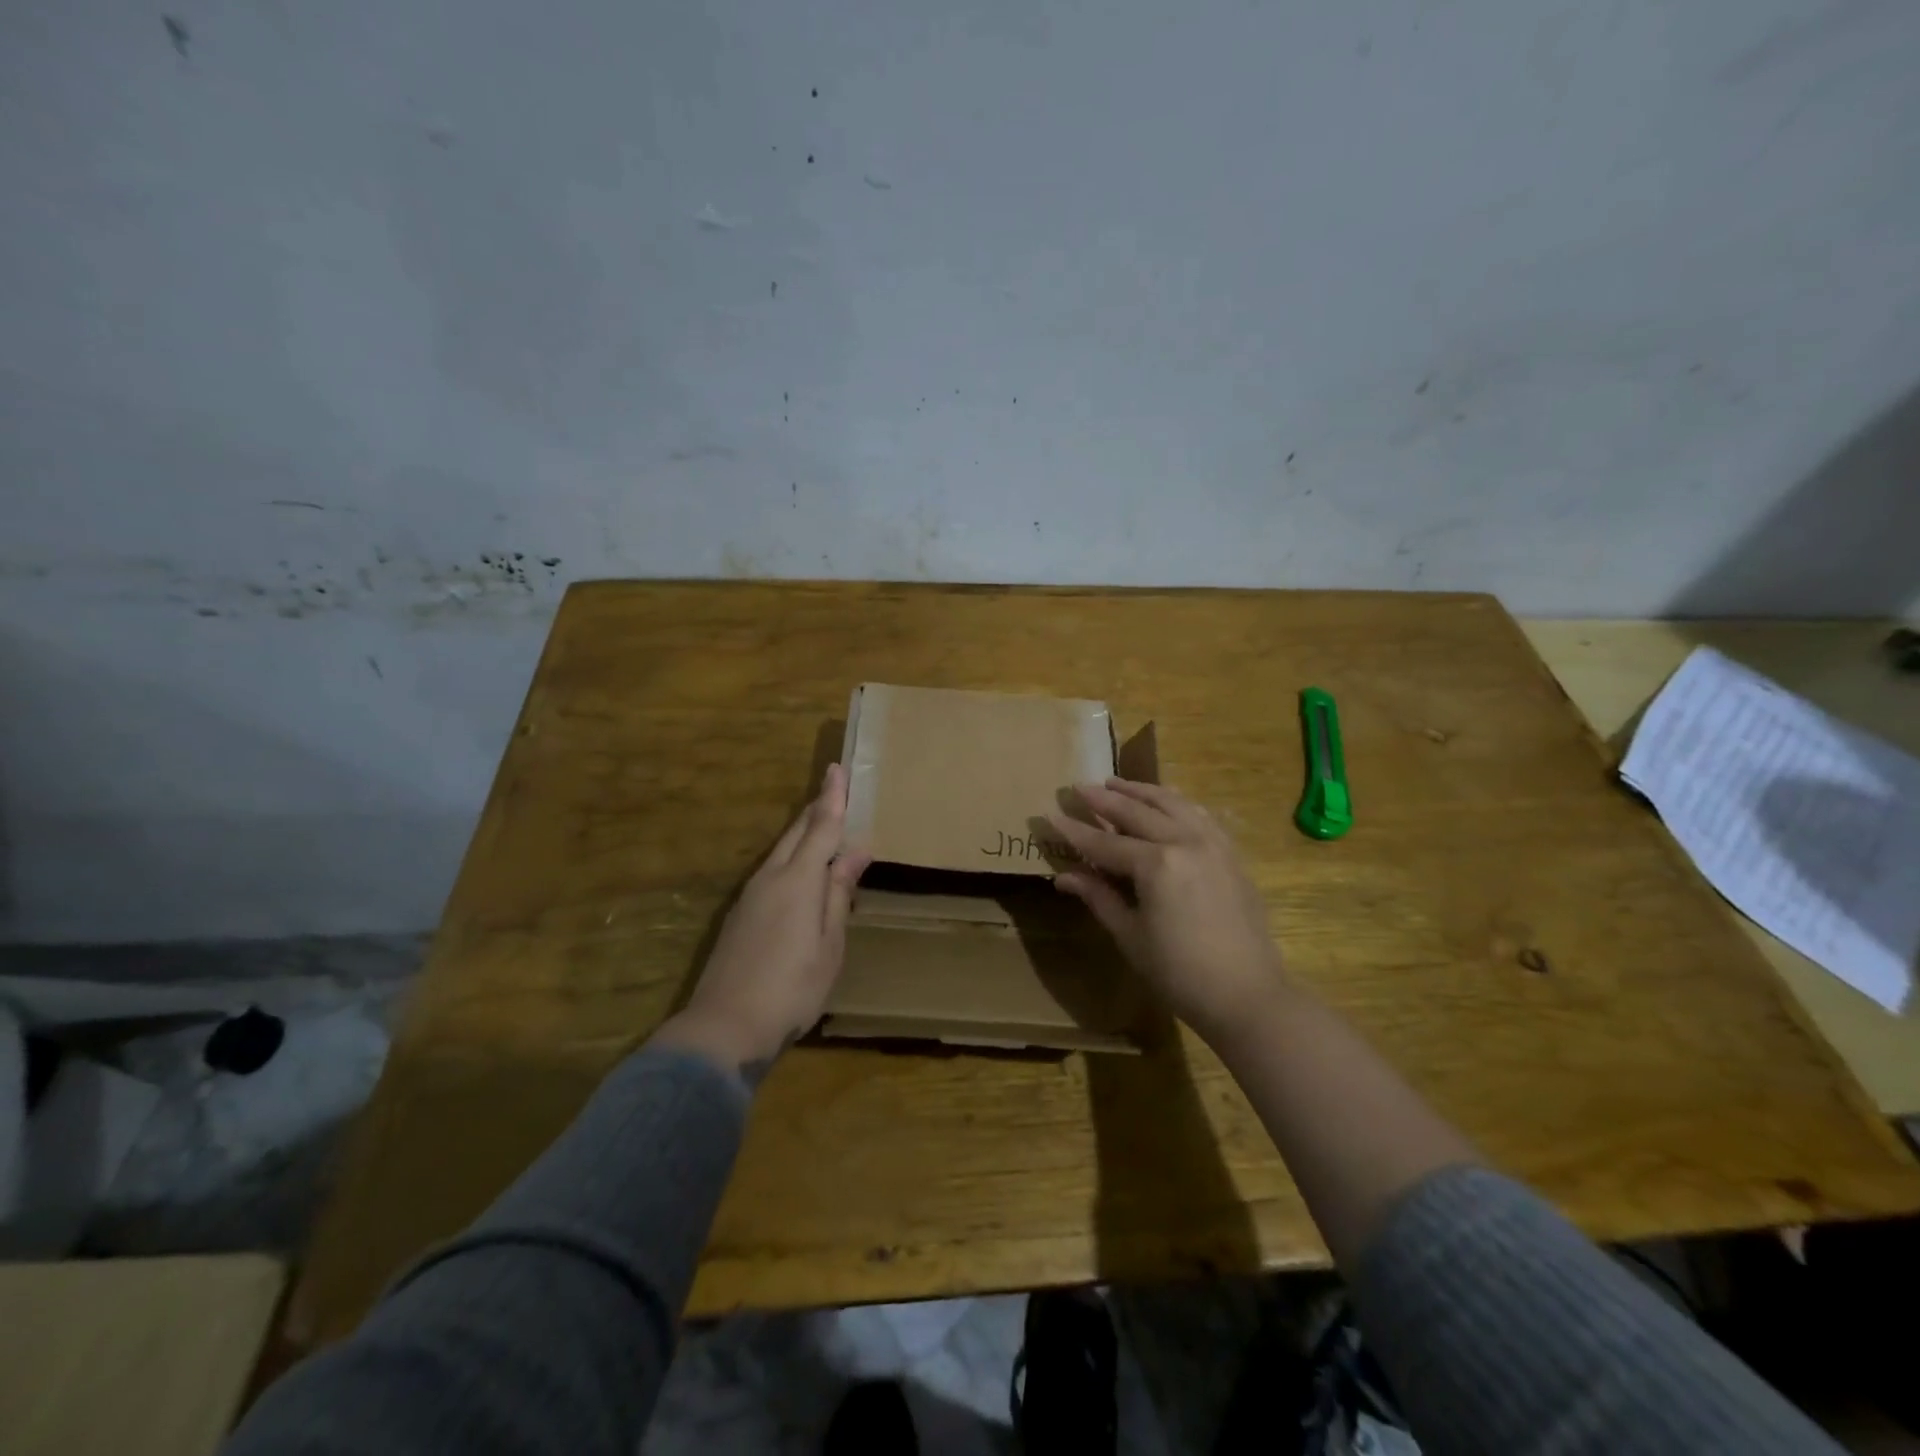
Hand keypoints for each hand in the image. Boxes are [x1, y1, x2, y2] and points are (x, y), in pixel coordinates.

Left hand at [656, 763, 871, 1080]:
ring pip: (781, 851)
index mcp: (798, 880)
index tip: (837, 768)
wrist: (724, 1026)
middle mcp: (770, 878)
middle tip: (833, 788)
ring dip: (803, 833)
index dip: (832, 798)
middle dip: (816, 809)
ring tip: (822, 824)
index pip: (821, 828)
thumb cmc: (792, 987)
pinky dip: (790, 857)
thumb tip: (854, 851)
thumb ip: (838, 893)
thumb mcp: (829, 943)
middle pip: (796, 833)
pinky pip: (771, 870)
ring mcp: (750, 896)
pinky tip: (799, 871)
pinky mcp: (739, 914)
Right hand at [1048, 779, 1287, 1044]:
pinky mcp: (1231, 852)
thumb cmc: (1180, 973)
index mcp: (1157, 864)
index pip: (1105, 843)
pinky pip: (1199, 814)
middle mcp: (1185, 841)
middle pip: (1137, 812)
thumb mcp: (1131, 936)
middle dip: (1105, 799)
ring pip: (1171, 803)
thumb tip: (1064, 877)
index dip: (1075, 831)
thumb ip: (1099, 897)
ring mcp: (1213, 843)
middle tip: (1079, 787)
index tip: (1050, 814)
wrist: (1247, 994)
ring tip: (1116, 783)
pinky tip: (1164, 801)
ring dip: (1140, 791)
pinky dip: (1175, 802)